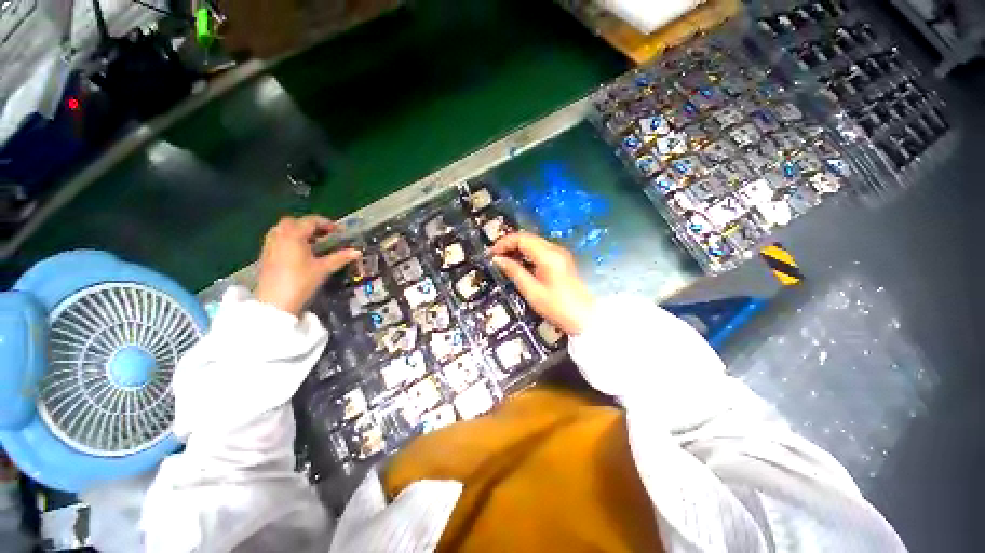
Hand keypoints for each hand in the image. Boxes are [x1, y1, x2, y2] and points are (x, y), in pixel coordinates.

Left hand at [254, 215, 360, 315]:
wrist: (276, 302)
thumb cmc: (301, 282)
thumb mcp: (323, 269)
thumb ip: (340, 257)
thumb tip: (357, 251)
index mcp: (294, 235)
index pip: (310, 221)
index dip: (326, 223)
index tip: (339, 230)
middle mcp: (279, 236)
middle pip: (293, 222)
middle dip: (309, 225)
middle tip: (324, 235)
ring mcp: (269, 245)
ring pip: (282, 230)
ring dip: (298, 231)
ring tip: (312, 243)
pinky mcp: (265, 256)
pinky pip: (277, 239)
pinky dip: (289, 240)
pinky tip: (299, 252)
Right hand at [489, 231, 593, 334]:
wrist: (585, 317)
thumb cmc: (557, 307)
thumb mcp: (531, 291)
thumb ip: (514, 271)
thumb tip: (497, 259)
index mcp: (548, 255)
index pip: (522, 238)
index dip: (504, 243)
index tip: (492, 254)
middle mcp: (555, 249)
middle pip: (528, 238)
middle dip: (510, 244)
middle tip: (496, 257)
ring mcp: (560, 254)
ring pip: (534, 243)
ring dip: (518, 248)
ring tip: (505, 260)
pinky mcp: (562, 260)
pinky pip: (541, 250)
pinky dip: (528, 253)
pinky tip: (520, 264)